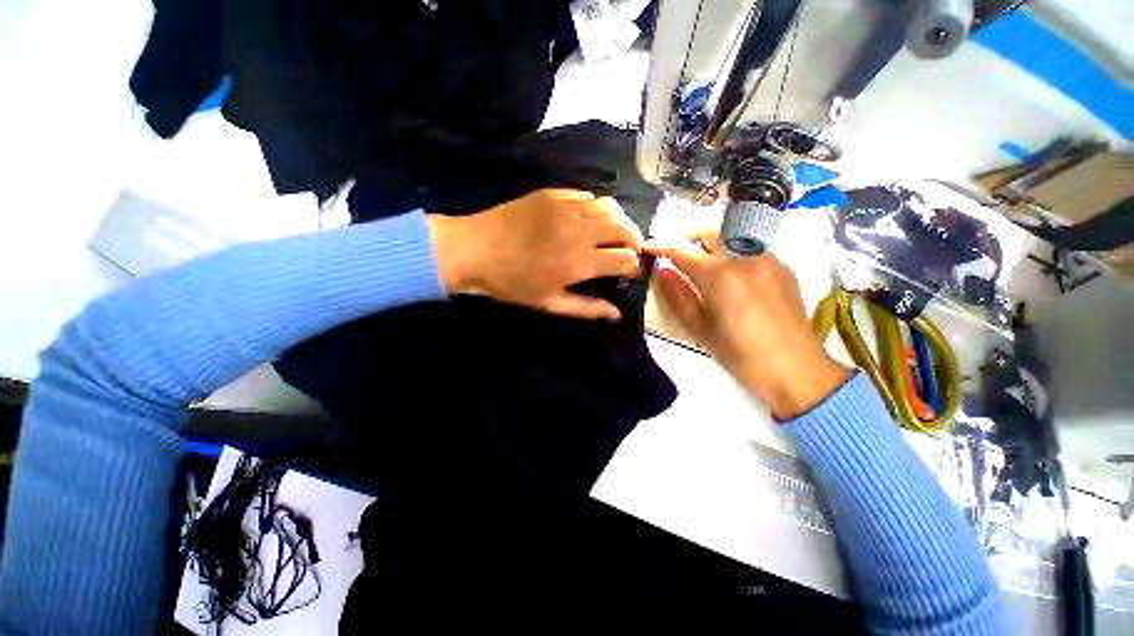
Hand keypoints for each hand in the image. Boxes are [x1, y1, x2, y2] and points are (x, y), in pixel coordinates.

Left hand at [428, 189, 643, 320]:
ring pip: (610, 206)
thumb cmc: (511, 283)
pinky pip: (587, 195)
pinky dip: (597, 207)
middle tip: (629, 250)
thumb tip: (616, 313)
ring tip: (614, 233)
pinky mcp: (553, 194)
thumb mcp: (549, 303)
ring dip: (620, 221)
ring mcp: (566, 207)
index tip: (629, 272)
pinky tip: (589, 218)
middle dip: (634, 241)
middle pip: (624, 228)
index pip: (625, 259)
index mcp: (579, 262)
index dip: (633, 267)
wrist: (474, 249)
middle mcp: (579, 230)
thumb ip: (586, 308)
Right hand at [646, 231, 850, 419]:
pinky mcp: (783, 267)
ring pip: (732, 235)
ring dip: (711, 243)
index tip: (649, 247)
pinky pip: (751, 248)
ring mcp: (767, 259)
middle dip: (688, 236)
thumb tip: (663, 270)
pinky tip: (731, 276)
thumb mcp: (700, 327)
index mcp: (719, 275)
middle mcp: (744, 257)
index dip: (662, 246)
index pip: (683, 250)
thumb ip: (678, 295)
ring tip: (702, 262)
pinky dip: (733, 253)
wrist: (795, 368)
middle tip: (676, 253)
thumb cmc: (739, 353)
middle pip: (710, 231)